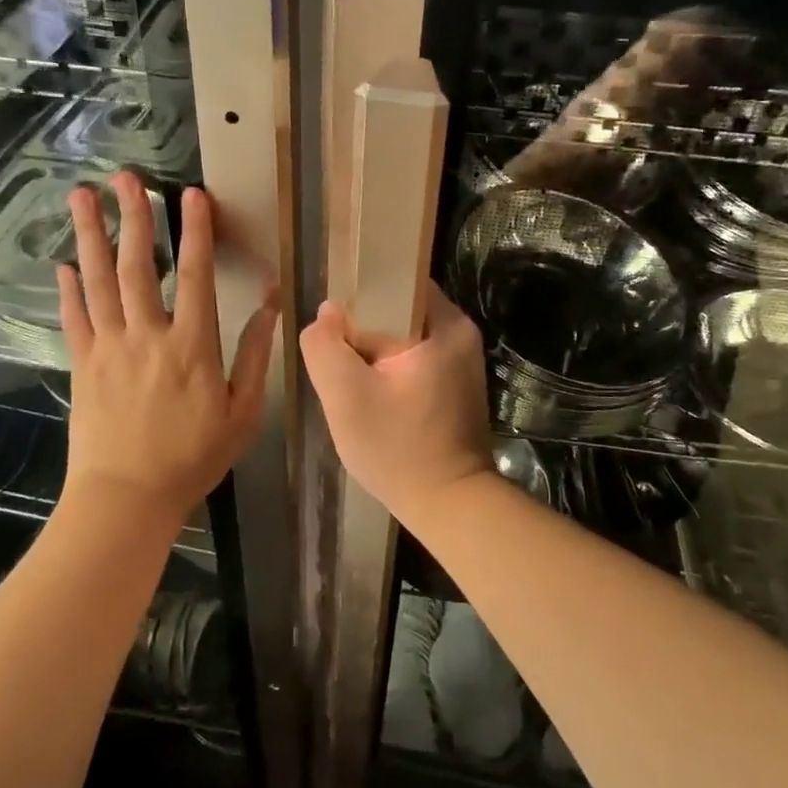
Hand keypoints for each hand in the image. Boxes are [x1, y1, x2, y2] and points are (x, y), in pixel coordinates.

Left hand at [59, 173, 277, 524]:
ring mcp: (109, 347)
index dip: (195, 232)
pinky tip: (64, 263)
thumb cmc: (193, 457)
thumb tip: (272, 307)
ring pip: (98, 281)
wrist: (127, 497)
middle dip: (134, 216)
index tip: (191, 195)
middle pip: (137, 265)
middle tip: (125, 177)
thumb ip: (255, 355)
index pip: (194, 275)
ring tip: (82, 197)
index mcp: (191, 344)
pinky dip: (69, 288)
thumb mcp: (242, 411)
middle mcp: (147, 335)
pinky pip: (74, 318)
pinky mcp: (83, 365)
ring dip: (91, 236)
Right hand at [299, 287, 493, 516]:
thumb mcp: (345, 397)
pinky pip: (416, 358)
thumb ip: (325, 347)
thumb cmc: (398, 449)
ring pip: (404, 336)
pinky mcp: (457, 383)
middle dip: (364, 329)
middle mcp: (460, 333)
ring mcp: (462, 359)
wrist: (449, 505)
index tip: (334, 326)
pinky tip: (375, 396)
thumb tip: (327, 314)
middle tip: (338, 358)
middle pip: (398, 309)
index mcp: (444, 323)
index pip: (395, 282)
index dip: (358, 297)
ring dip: (376, 353)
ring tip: (353, 380)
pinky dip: (392, 370)